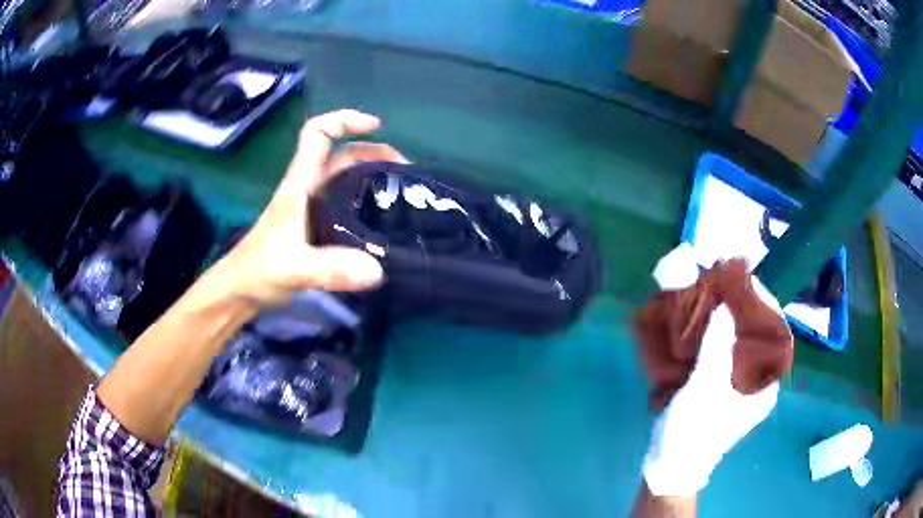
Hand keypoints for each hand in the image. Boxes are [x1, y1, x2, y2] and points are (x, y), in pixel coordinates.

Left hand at [215, 110, 388, 306]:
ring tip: (402, 193)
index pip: (318, 133)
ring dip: (374, 177)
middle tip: (406, 171)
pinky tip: (384, 222)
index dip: (345, 120)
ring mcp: (313, 209)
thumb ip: (329, 269)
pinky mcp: (317, 229)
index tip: (376, 126)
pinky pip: (348, 206)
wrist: (243, 291)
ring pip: (347, 180)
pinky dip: (367, 204)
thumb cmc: (259, 270)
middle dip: (374, 152)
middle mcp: (308, 189)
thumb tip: (377, 270)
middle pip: (342, 155)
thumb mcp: (293, 268)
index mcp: (300, 183)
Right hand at [642, 245, 785, 496]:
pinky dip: (720, 335)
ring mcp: (743, 386)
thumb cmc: (691, 433)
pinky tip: (705, 325)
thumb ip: (715, 352)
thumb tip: (723, 309)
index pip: (775, 332)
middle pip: (760, 335)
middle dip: (746, 307)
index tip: (743, 278)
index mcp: (764, 385)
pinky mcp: (726, 388)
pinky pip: (729, 352)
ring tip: (715, 297)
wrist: (671, 466)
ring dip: (731, 319)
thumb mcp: (703, 394)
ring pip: (744, 342)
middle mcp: (759, 383)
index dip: (763, 302)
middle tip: (726, 285)